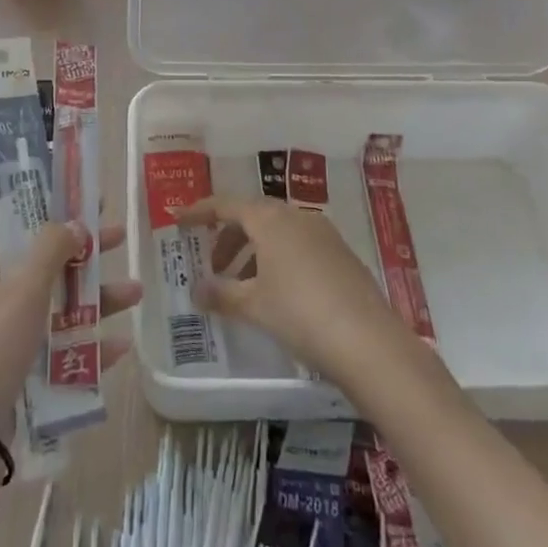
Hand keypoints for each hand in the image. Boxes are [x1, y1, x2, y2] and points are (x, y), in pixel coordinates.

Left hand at [0, 223, 141, 446]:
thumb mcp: (24, 288)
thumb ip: (52, 250)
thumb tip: (75, 223)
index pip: (21, 234)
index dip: (56, 220)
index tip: (90, 209)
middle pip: (45, 270)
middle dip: (85, 261)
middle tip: (121, 241)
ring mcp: (4, 340)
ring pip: (57, 311)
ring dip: (95, 303)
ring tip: (137, 295)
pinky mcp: (18, 375)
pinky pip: (58, 353)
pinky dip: (87, 348)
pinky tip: (120, 349)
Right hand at [179, 195, 405, 387]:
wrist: (368, 341)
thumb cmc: (300, 313)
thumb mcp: (254, 306)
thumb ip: (221, 294)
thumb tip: (196, 291)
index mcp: (269, 219)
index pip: (226, 205)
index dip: (200, 211)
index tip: (179, 221)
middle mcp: (296, 216)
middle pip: (253, 216)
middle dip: (229, 237)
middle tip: (215, 266)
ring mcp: (323, 233)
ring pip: (278, 231)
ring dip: (255, 251)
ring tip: (244, 285)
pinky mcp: (342, 254)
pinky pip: (300, 245)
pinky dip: (279, 259)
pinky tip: (278, 292)